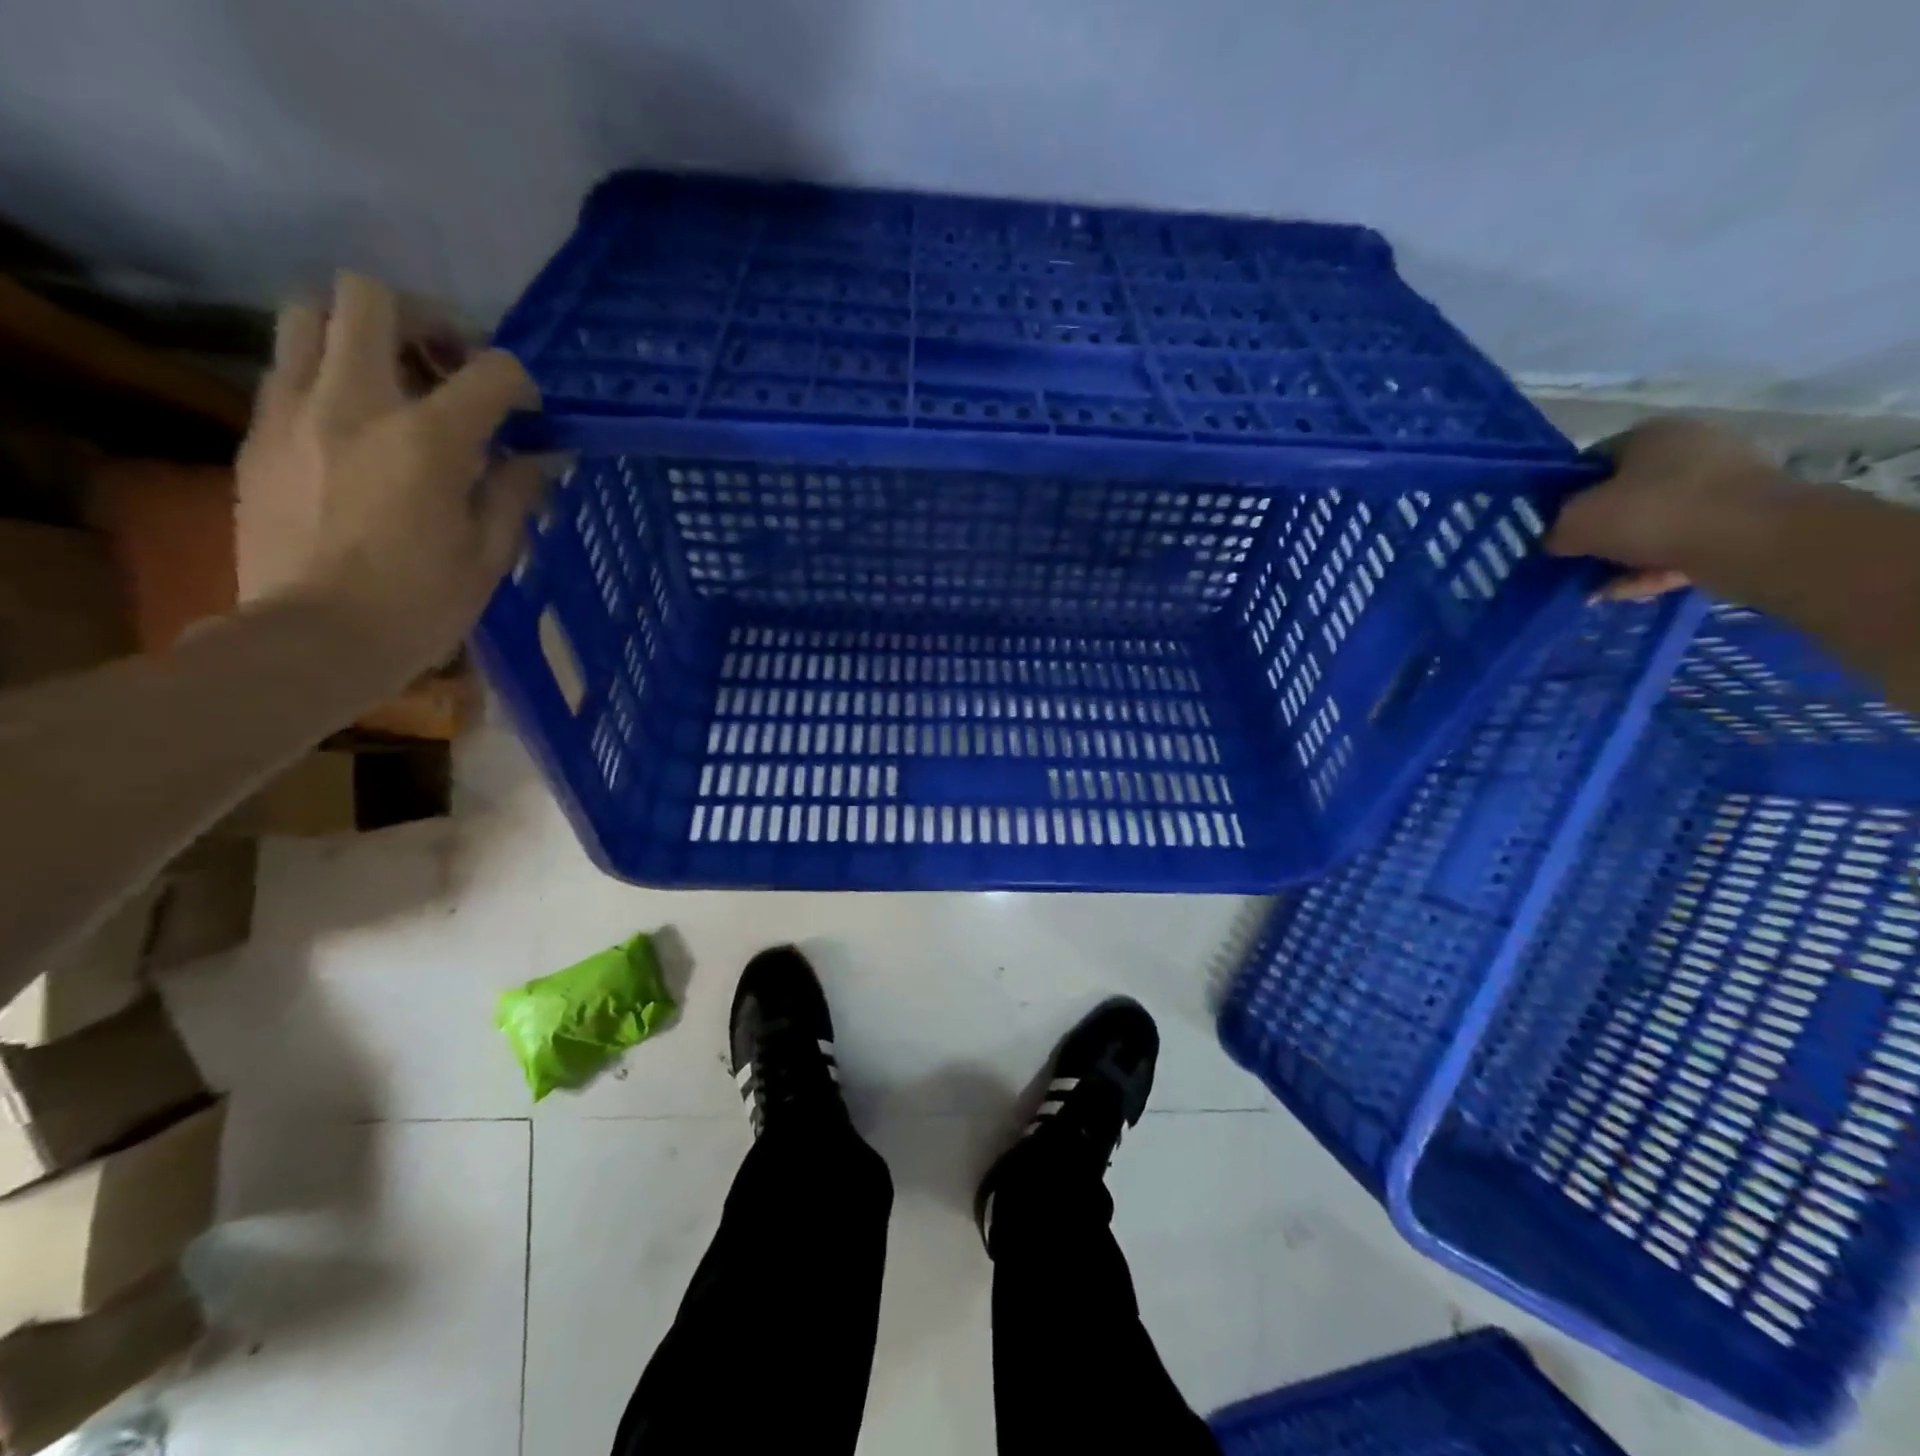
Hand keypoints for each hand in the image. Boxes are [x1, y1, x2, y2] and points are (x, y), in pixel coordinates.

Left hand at [235, 272, 551, 677]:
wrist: (312, 639)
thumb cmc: (420, 604)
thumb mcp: (490, 554)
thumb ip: (515, 492)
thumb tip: (541, 458)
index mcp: (428, 439)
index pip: (491, 371)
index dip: (519, 383)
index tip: (526, 413)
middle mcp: (355, 402)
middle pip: (371, 297)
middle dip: (420, 318)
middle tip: (445, 364)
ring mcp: (294, 411)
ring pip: (309, 315)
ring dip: (359, 334)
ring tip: (391, 384)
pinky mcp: (257, 434)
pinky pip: (288, 371)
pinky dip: (327, 378)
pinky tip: (355, 429)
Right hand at [1546, 417, 1783, 600]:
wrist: (1752, 540)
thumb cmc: (1652, 514)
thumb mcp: (1576, 522)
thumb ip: (1557, 530)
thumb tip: (1558, 540)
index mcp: (1652, 434)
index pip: (1593, 461)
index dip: (1567, 494)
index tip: (1553, 525)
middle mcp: (1693, 448)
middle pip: (1627, 493)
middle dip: (1600, 528)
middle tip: (1574, 556)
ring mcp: (1725, 483)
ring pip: (1655, 522)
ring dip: (1625, 553)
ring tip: (1597, 585)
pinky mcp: (1743, 519)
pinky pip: (1684, 543)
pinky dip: (1654, 566)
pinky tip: (1627, 591)